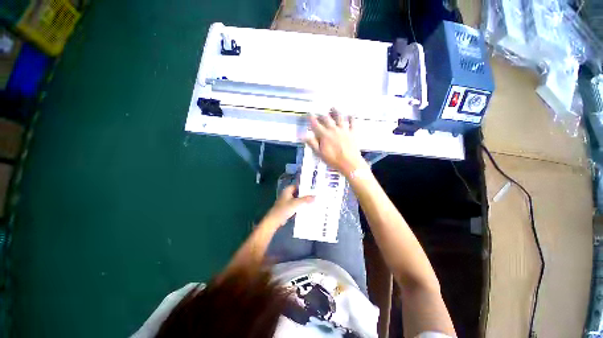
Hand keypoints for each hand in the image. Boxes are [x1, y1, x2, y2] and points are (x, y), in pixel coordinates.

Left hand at [263, 185, 314, 226]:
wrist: (274, 220)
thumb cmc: (284, 209)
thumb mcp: (296, 203)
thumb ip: (305, 200)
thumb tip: (315, 196)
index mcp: (288, 190)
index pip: (298, 185)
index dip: (305, 186)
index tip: (313, 188)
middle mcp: (287, 193)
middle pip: (298, 192)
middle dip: (306, 194)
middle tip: (315, 195)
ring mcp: (287, 200)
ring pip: (298, 198)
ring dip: (303, 200)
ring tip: (313, 200)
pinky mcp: (288, 207)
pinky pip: (296, 204)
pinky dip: (301, 205)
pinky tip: (307, 207)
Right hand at [305, 108, 365, 176]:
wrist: (349, 163)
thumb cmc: (333, 160)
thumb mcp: (319, 154)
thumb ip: (312, 143)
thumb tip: (304, 135)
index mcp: (325, 135)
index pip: (316, 124)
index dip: (311, 118)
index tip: (309, 114)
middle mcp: (334, 129)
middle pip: (326, 118)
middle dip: (322, 115)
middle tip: (319, 114)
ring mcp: (344, 130)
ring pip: (339, 117)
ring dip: (335, 111)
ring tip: (333, 108)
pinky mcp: (352, 132)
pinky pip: (352, 122)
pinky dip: (351, 118)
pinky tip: (351, 114)